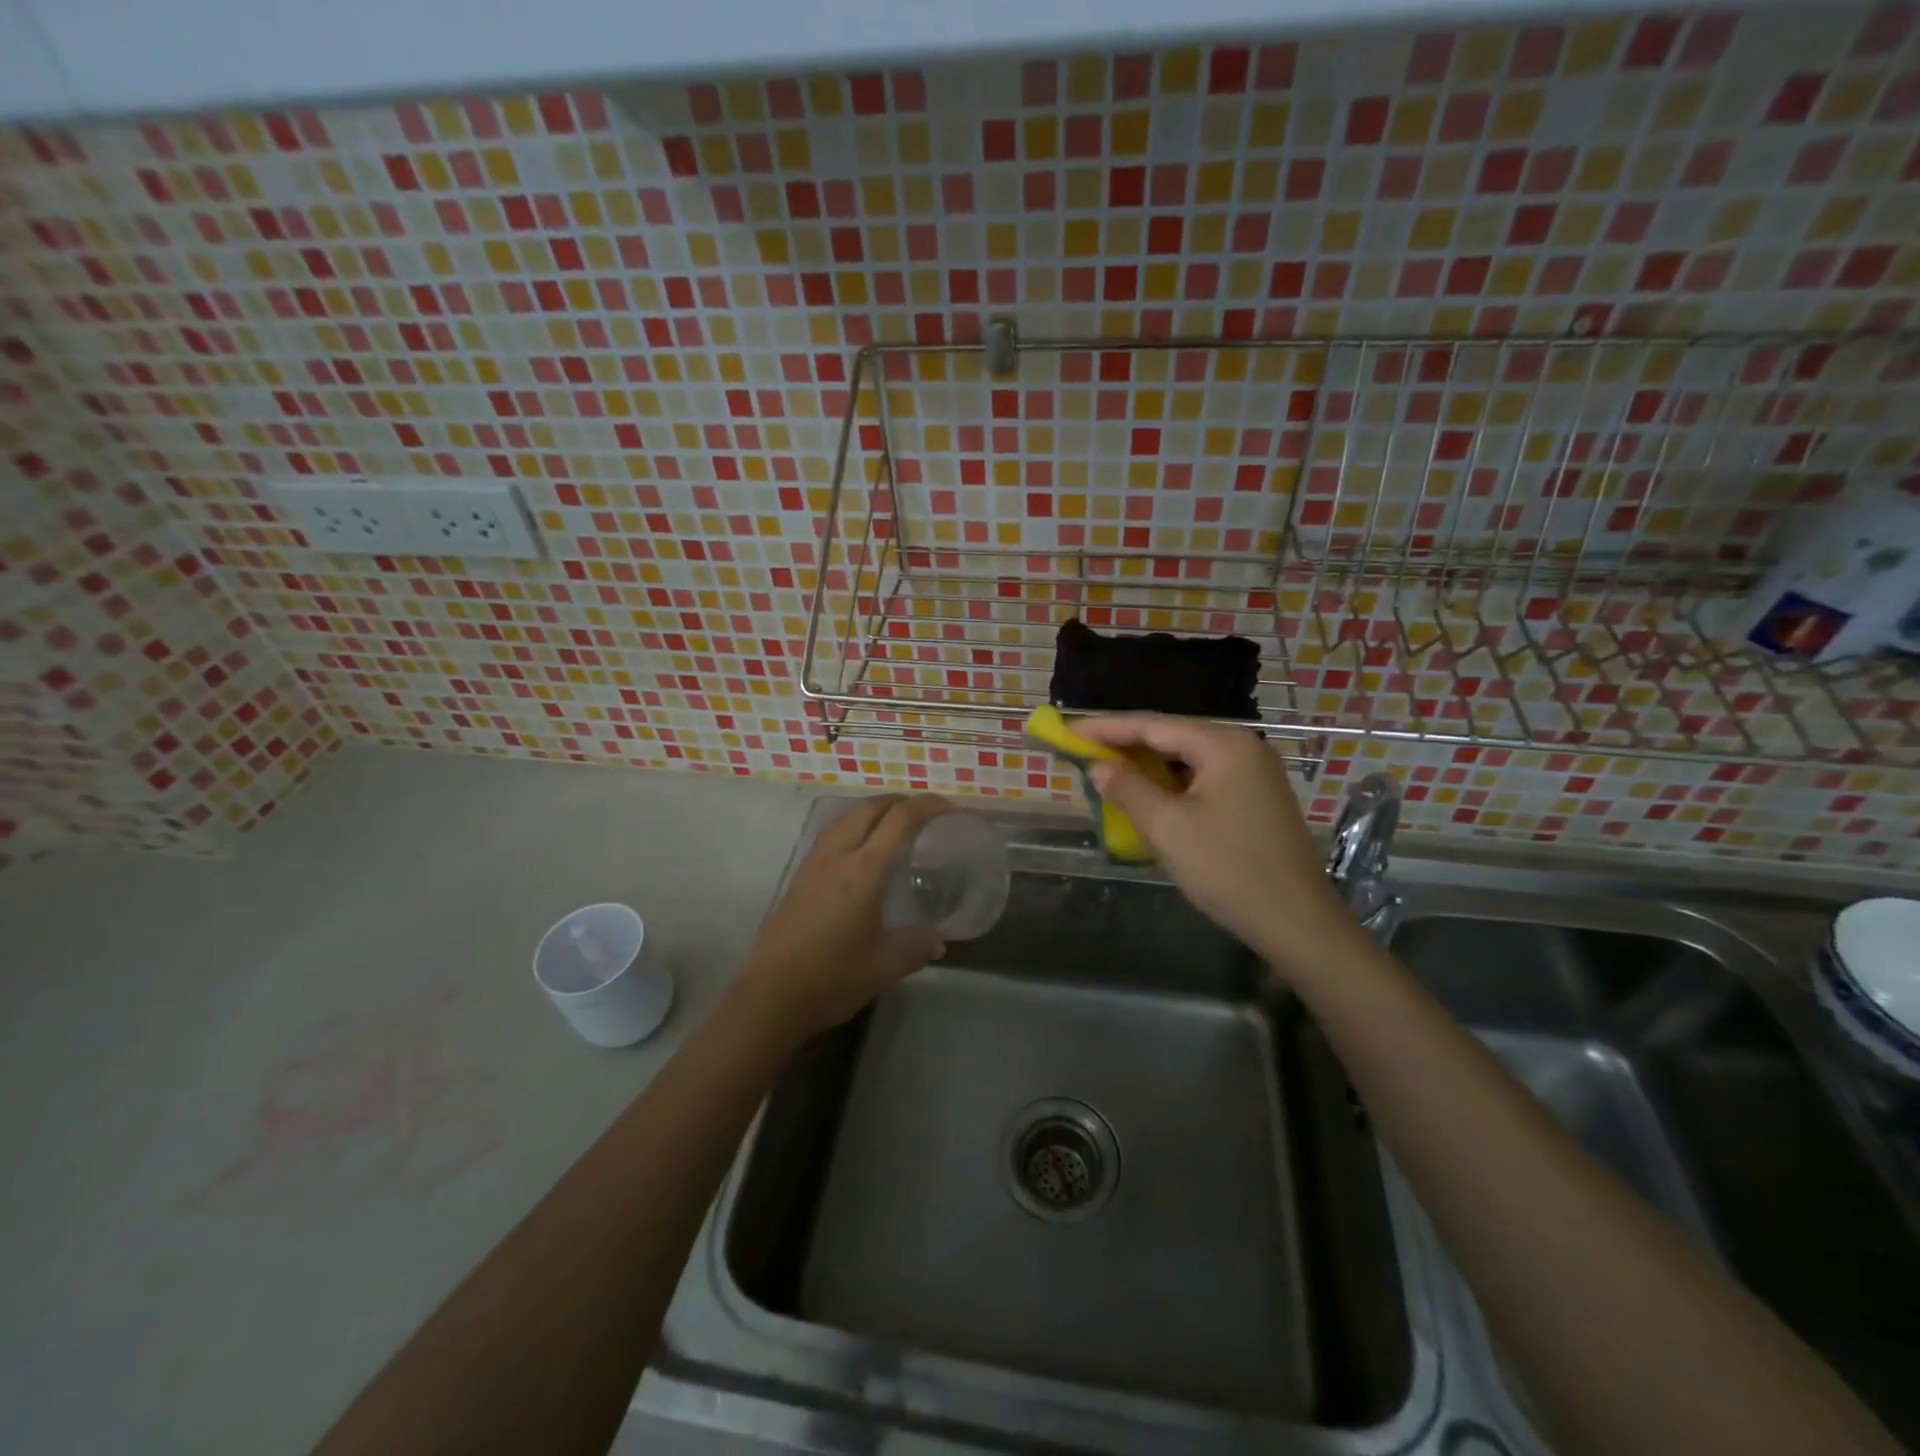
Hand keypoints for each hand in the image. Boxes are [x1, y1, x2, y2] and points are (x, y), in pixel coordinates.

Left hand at [733, 794, 951, 1037]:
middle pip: (870, 807)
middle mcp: (837, 855)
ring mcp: (813, 863)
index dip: (929, 806)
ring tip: (896, 829)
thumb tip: (937, 941)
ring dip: (874, 812)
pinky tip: (862, 856)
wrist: (770, 997)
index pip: (901, 818)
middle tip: (927, 816)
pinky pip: (832, 835)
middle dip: (901, 802)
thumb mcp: (886, 966)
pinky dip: (855, 828)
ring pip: (847, 817)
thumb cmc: (832, 978)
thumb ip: (917, 946)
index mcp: (864, 869)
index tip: (952, 810)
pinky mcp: (799, 877)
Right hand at [1075, 716, 1355, 966]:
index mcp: (1224, 745)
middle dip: (1126, 746)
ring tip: (1108, 771)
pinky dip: (1171, 785)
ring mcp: (1255, 775)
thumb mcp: (1167, 827)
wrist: (1296, 922)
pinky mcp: (1257, 800)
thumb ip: (1128, 788)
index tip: (1069, 730)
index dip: (1107, 728)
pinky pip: (1204, 780)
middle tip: (1083, 750)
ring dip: (1148, 767)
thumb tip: (1099, 766)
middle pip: (1172, 738)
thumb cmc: (1227, 869)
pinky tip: (1149, 796)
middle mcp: (1243, 749)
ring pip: (1188, 761)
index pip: (1153, 726)